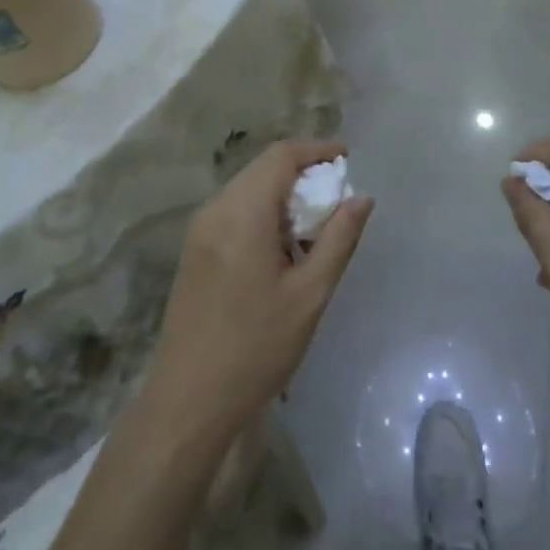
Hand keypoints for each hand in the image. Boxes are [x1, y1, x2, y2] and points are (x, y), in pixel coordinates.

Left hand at [145, 140, 371, 445]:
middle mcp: (216, 209)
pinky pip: (234, 208)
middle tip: (337, 194)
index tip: (347, 157)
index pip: (281, 156)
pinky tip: (283, 244)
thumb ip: (338, 239)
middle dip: (302, 171)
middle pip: (263, 167)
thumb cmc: (256, 348)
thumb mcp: (309, 295)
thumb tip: (361, 197)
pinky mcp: (195, 248)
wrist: (188, 400)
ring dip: (282, 191)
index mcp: (242, 213)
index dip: (316, 149)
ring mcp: (200, 228)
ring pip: (248, 186)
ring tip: (314, 222)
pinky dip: (263, 210)